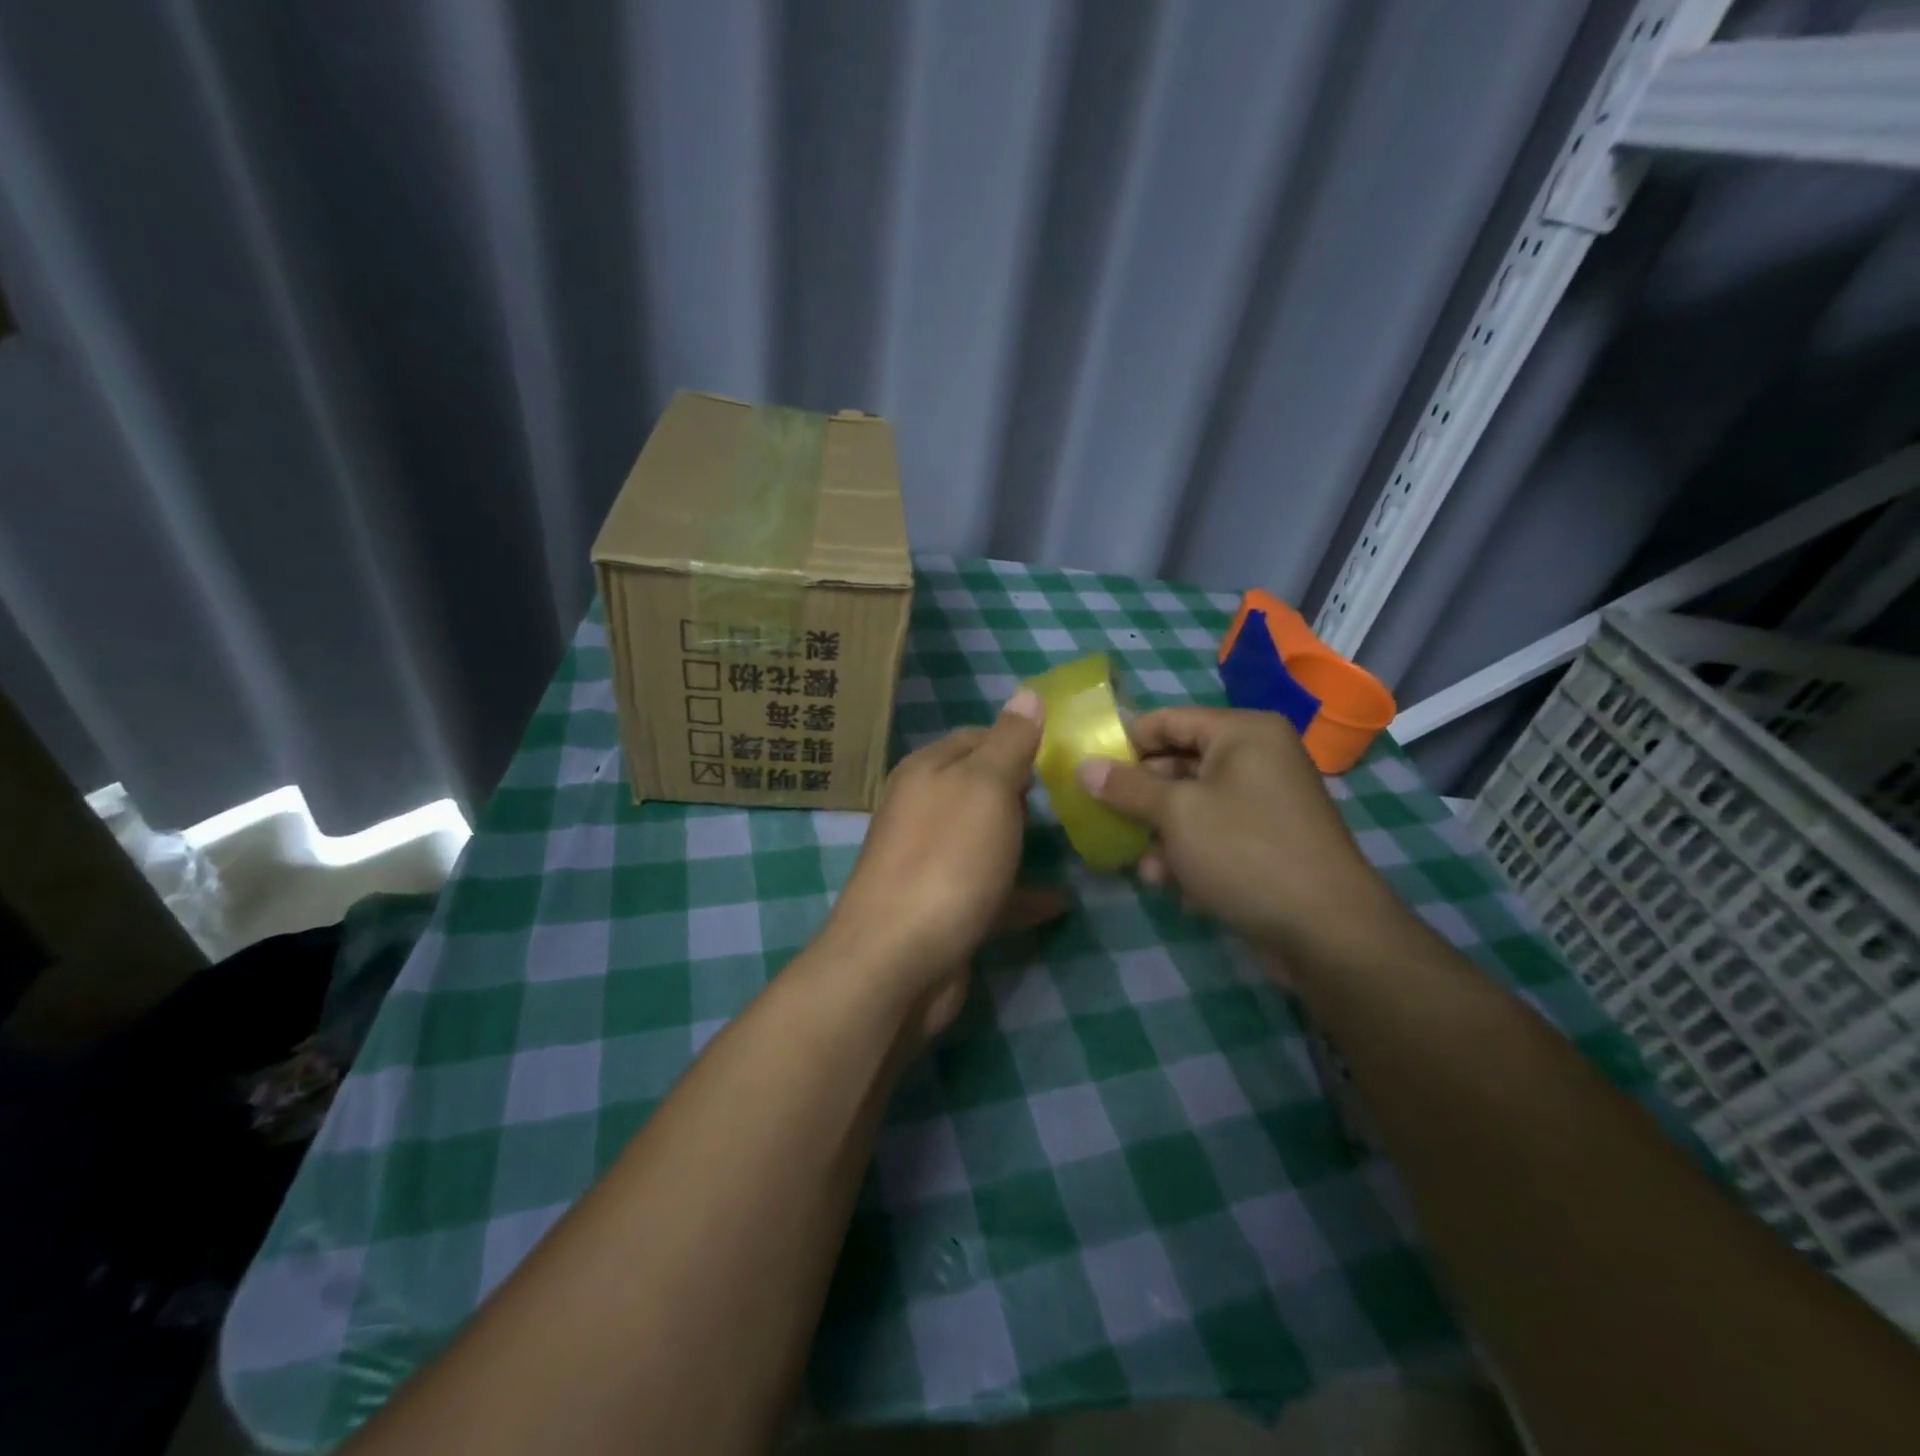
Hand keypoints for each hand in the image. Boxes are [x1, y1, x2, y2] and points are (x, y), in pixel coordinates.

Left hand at [823, 691, 1064, 1039]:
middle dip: (1023, 789)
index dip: (1017, 738)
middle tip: (1074, 793)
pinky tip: (1061, 899)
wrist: (897, 962)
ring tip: (1074, 839)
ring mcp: (931, 863)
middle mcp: (922, 812)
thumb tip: (1027, 694)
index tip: (1064, 749)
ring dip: (1023, 840)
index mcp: (926, 772)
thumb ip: (1010, 742)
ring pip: (984, 841)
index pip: (976, 736)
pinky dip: (1021, 893)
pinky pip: (991, 892)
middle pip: (978, 789)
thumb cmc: (947, 859)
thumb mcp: (986, 787)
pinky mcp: (943, 910)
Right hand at [1076, 707, 1414, 971]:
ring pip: (1193, 803)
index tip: (1087, 769)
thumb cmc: (1245, 852)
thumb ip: (1126, 787)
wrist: (1327, 931)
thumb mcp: (1176, 813)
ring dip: (1160, 831)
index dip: (1125, 742)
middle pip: (1179, 762)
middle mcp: (1258, 758)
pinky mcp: (1268, 841)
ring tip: (1139, 863)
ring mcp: (1266, 801)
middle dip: (1140, 795)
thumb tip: (1084, 766)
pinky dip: (1188, 851)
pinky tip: (1167, 882)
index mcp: (1243, 733)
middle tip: (1102, 817)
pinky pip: (1214, 832)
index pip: (1168, 720)